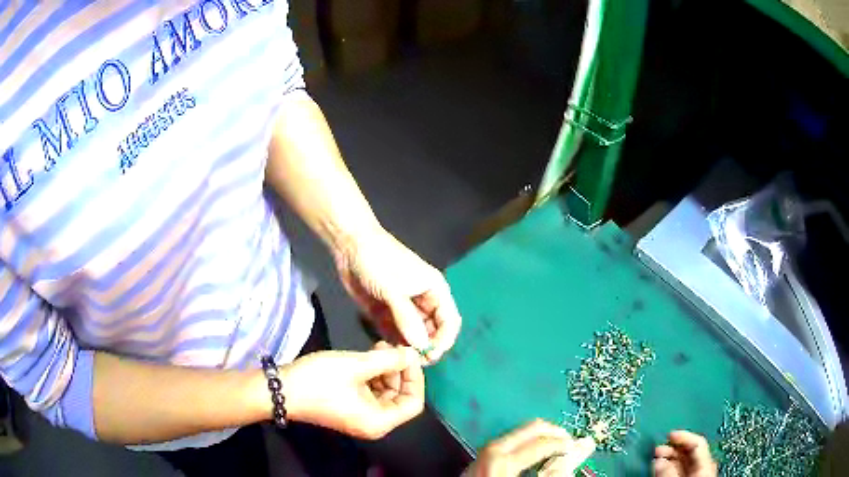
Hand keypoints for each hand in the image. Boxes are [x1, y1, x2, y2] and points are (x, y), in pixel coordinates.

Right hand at [279, 342, 424, 438]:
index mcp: (379, 421)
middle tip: (392, 346)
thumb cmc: (319, 380)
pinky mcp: (349, 408)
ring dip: (386, 370)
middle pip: (400, 397)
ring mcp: (360, 417)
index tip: (409, 354)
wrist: (280, 390)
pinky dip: (373, 375)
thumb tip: (413, 354)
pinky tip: (368, 357)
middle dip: (399, 371)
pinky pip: (371, 393)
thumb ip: (389, 360)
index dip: (415, 378)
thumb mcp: (356, 366)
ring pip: (386, 393)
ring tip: (379, 346)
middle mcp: (374, 423)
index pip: (413, 403)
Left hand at [334, 226, 461, 363]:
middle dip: (427, 347)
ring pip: (415, 335)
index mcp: (435, 290)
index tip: (431, 354)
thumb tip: (422, 346)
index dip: (444, 339)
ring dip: (410, 348)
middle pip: (434, 331)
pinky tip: (388, 351)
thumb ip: (407, 318)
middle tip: (414, 362)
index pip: (449, 320)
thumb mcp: (393, 289)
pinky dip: (395, 343)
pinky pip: (396, 334)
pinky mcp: (388, 314)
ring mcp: (405, 309)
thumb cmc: (378, 261)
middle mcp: (424, 302)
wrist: (350, 246)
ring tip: (399, 358)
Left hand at [464, 419, 595, 476]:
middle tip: (568, 440)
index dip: (564, 444)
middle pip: (531, 427)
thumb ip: (550, 474)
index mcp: (503, 458)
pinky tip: (532, 453)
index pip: (542, 442)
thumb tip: (573, 459)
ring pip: (520, 432)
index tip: (576, 448)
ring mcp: (484, 449)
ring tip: (553, 446)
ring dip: (539, 436)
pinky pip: (510, 441)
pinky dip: (526, 442)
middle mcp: (492, 448)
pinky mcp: (481, 455)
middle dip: (553, 431)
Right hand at [653, 431, 717, 476]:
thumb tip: (659, 459)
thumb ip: (669, 472)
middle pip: (690, 453)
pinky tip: (661, 471)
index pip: (697, 443)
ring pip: (684, 464)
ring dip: (669, 460)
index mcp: (706, 465)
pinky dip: (670, 470)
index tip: (668, 435)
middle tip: (657, 449)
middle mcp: (704, 469)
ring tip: (655, 461)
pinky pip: (681, 473)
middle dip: (673, 449)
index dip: (683, 436)